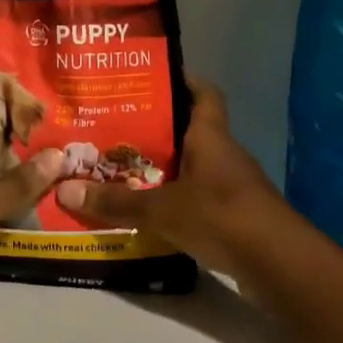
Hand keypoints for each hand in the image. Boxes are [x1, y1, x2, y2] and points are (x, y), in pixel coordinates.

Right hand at [55, 81, 292, 276]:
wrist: (278, 264)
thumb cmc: (221, 217)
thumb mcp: (161, 209)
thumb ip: (116, 201)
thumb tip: (64, 189)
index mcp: (211, 138)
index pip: (204, 94)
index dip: (184, 81)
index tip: (154, 78)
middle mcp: (224, 156)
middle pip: (190, 133)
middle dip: (156, 132)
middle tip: (115, 132)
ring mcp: (232, 187)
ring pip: (192, 169)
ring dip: (163, 171)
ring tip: (121, 172)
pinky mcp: (234, 217)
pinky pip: (197, 200)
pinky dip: (174, 203)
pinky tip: (147, 213)